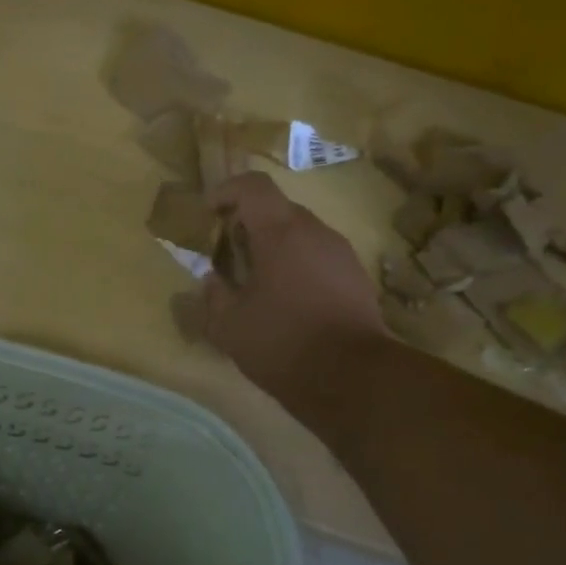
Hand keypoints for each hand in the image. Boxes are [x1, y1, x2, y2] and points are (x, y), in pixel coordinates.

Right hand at [202, 173, 385, 417]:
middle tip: (228, 251)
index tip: (208, 211)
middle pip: (279, 209)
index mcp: (280, 233)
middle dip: (249, 222)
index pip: (254, 187)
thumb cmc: (282, 342)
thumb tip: (211, 281)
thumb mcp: (229, 326)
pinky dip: (298, 266)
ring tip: (256, 280)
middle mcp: (315, 232)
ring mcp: (342, 254)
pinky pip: (319, 258)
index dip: (227, 190)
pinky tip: (287, 301)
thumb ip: (213, 296)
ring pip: (302, 234)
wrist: (353, 377)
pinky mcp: (357, 278)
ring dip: (275, 246)